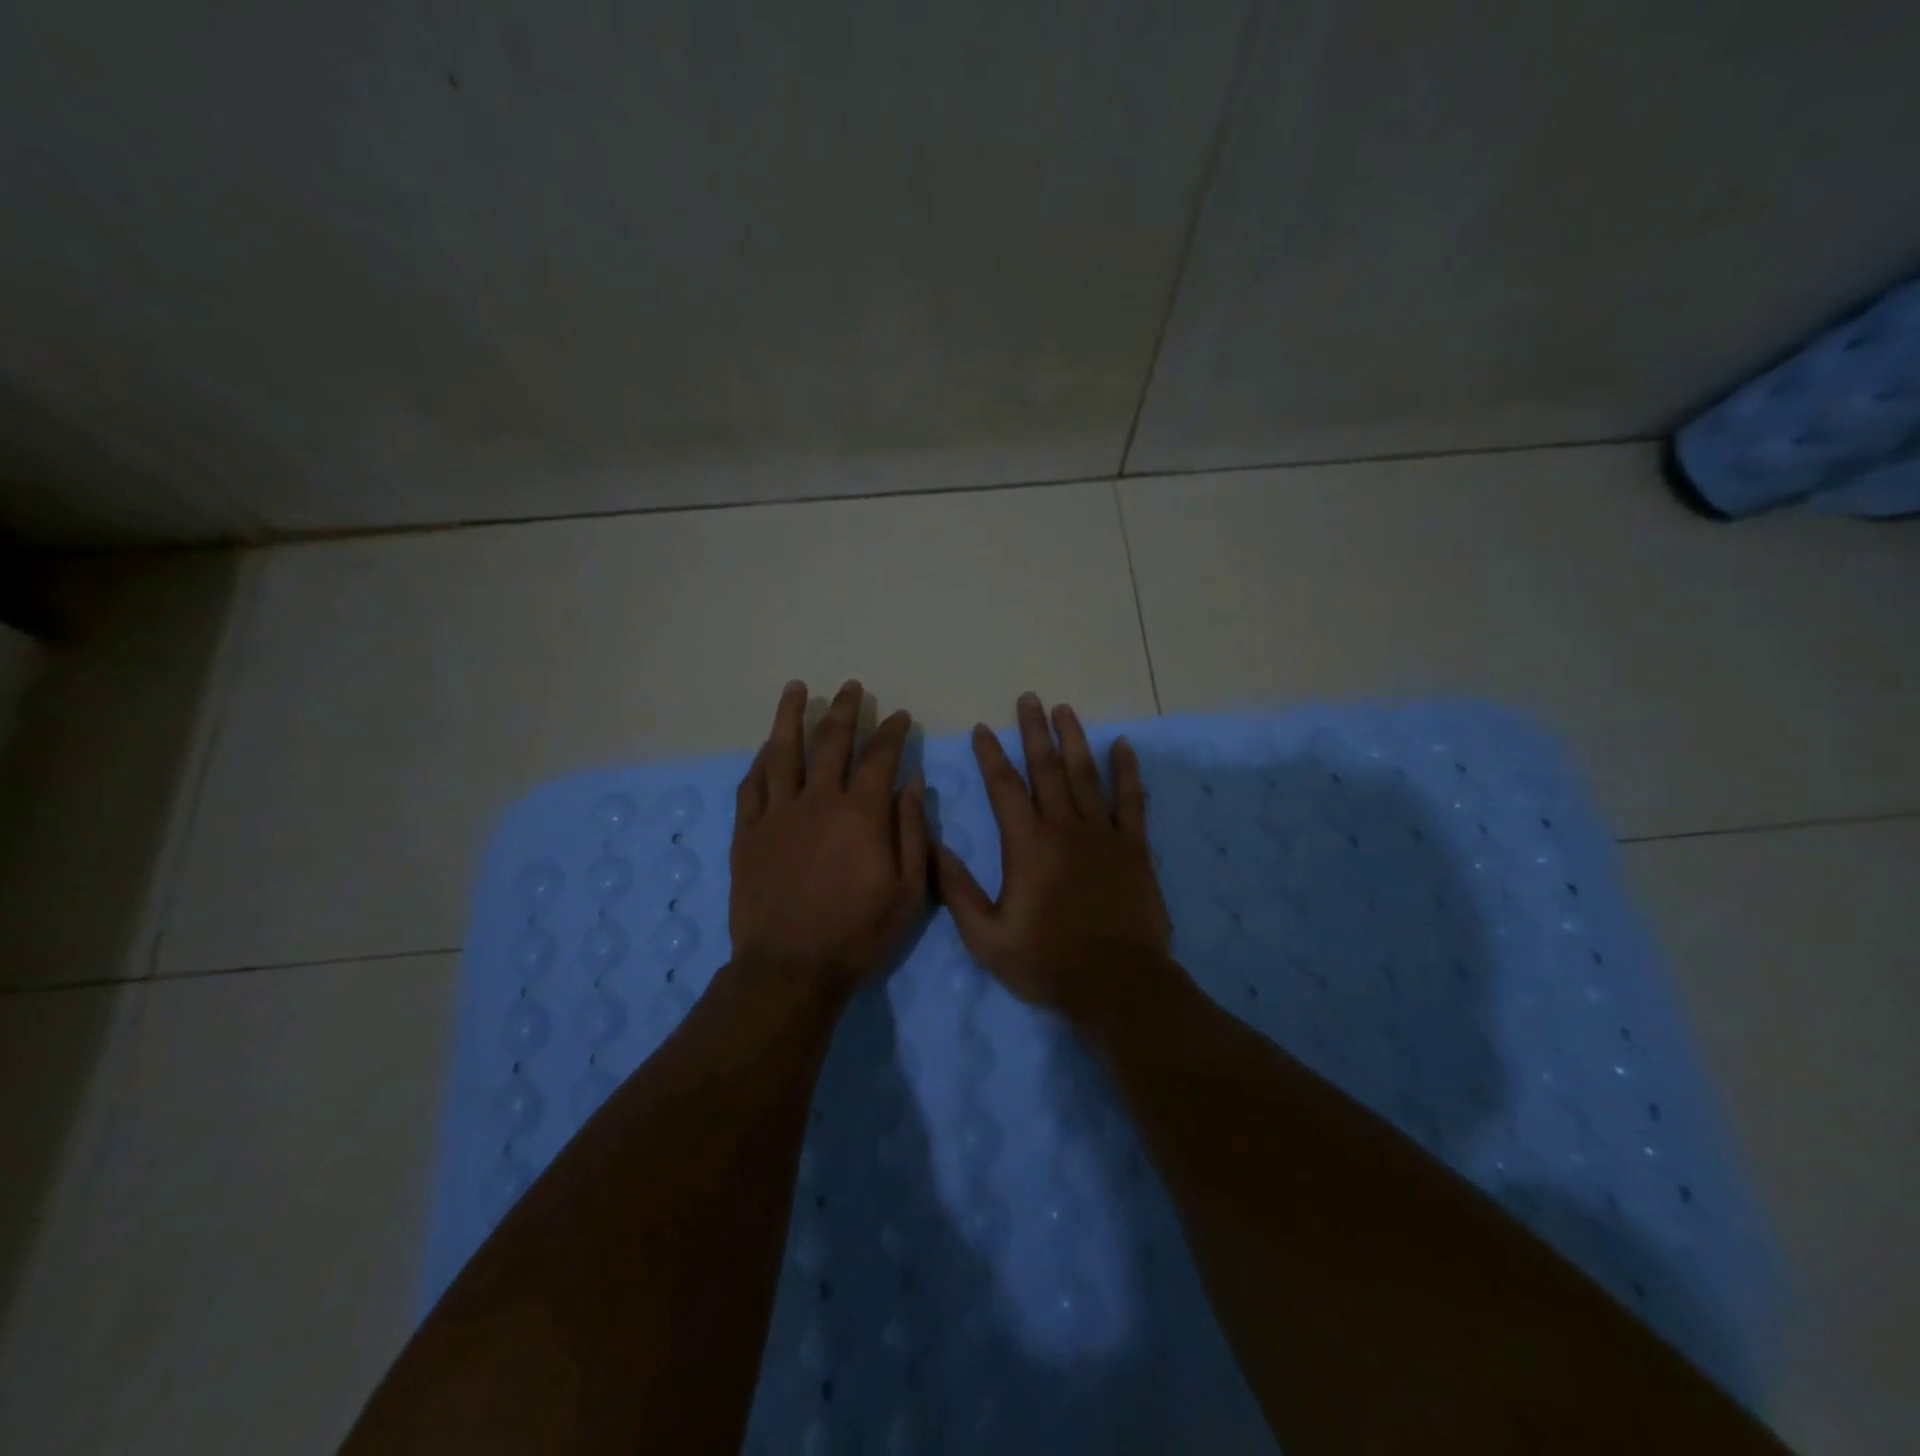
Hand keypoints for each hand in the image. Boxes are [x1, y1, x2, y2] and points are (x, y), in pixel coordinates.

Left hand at [730, 679, 928, 994]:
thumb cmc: (859, 933)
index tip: (898, 716)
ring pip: (782, 752)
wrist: (791, 968)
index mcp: (861, 814)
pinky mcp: (748, 833)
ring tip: (796, 689)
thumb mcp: (908, 890)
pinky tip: (766, 748)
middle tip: (850, 687)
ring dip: (791, 716)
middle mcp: (818, 801)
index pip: (879, 757)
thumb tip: (911, 783)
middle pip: (830, 742)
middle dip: (844, 710)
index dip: (891, 732)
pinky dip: (761, 762)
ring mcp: (777, 814)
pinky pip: (752, 786)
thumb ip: (911, 831)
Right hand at [935, 693, 1172, 1019]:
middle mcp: (1064, 828)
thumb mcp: (986, 937)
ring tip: (1064, 709)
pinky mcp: (1134, 848)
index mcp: (1027, 845)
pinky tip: (1122, 746)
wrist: (1117, 984)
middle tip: (1028, 698)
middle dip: (1034, 731)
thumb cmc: (1046, 962)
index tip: (983, 728)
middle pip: (1046, 768)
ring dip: (1073, 739)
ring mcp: (1103, 834)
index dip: (991, 755)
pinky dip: (1126, 772)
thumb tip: (934, 846)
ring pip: (1085, 775)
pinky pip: (1131, 801)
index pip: (1004, 787)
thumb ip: (958, 890)